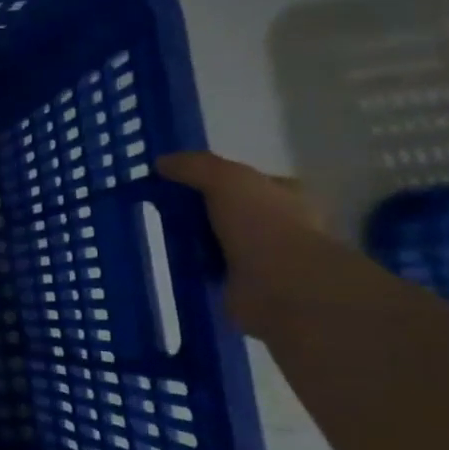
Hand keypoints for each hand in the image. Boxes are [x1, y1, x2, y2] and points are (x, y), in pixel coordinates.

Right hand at [158, 152, 327, 337]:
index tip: (178, 182)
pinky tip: (174, 263)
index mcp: (287, 195)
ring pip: (221, 241)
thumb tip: (161, 162)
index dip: (214, 179)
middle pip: (231, 211)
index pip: (247, 181)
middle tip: (163, 211)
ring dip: (196, 241)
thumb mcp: (226, 179)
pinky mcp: (249, 286)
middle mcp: (282, 225)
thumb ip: (194, 166)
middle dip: (201, 212)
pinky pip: (214, 270)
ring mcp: (267, 258)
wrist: (281, 286)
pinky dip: (196, 268)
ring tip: (162, 238)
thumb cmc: (263, 223)